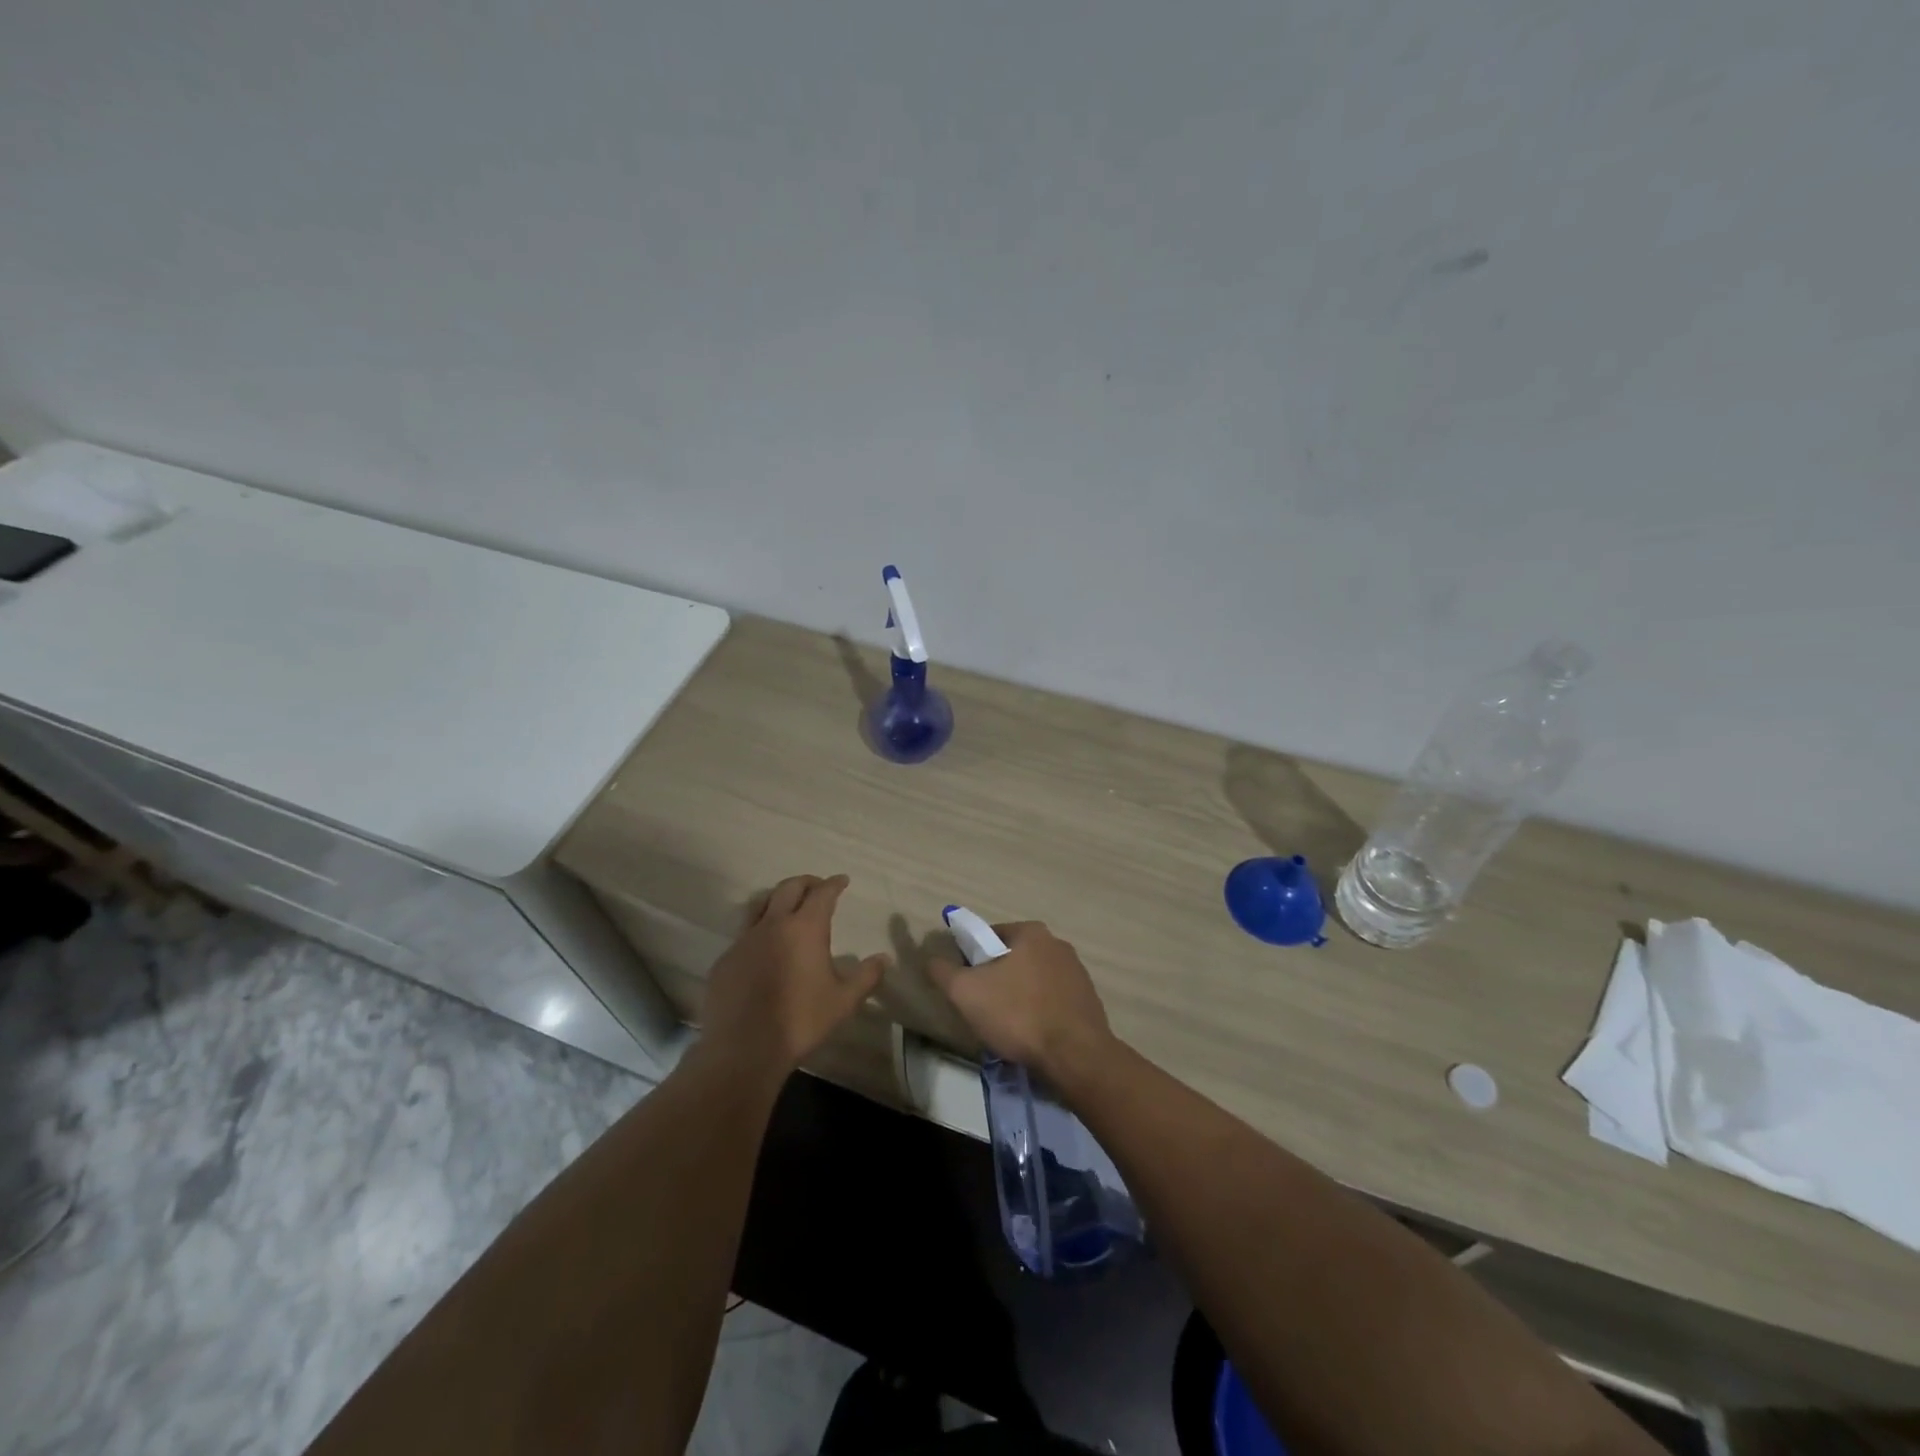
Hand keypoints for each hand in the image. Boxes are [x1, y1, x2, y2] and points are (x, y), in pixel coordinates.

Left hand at [699, 874, 887, 1079]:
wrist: (744, 1048)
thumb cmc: (800, 1021)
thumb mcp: (843, 1001)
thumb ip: (866, 977)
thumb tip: (883, 958)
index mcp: (805, 928)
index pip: (822, 893)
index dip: (834, 884)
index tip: (842, 880)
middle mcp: (773, 925)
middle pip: (789, 888)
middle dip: (806, 882)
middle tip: (817, 887)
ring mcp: (745, 940)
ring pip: (761, 903)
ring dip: (778, 898)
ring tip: (787, 907)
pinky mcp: (726, 959)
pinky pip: (744, 933)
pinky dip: (759, 930)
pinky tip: (764, 948)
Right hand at [927, 921, 1116, 1083]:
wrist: (1075, 1056)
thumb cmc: (1018, 1015)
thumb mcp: (966, 992)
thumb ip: (943, 971)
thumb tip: (931, 958)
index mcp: (1031, 932)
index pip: (989, 936)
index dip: (972, 959)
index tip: (967, 986)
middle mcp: (1058, 943)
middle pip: (1013, 958)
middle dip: (997, 979)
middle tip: (984, 1009)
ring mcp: (1077, 972)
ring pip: (1034, 980)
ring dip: (1019, 997)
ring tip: (1009, 1028)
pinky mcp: (1088, 1000)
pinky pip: (1053, 1000)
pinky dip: (1040, 1012)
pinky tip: (1033, 1036)